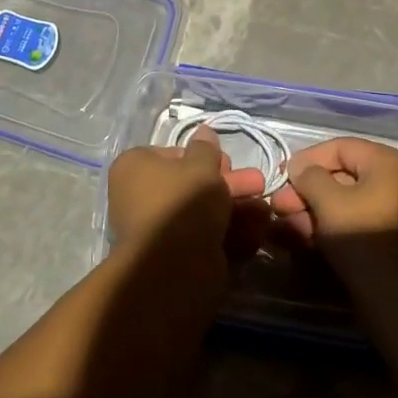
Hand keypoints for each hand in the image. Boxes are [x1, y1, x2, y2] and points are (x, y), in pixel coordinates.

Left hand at [107, 127, 269, 263]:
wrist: (174, 265)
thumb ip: (206, 148)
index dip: (203, 157)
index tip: (227, 162)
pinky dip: (229, 233)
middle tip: (257, 184)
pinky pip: (203, 237)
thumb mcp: (201, 164)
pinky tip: (256, 231)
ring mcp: (156, 230)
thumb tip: (203, 132)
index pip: (172, 154)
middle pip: (191, 185)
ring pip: (201, 212)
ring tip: (264, 209)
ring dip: (235, 208)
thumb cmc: (183, 200)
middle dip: (229, 184)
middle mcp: (139, 197)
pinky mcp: (173, 256)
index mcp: (134, 168)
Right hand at [271, 137, 397, 287]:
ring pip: (343, 200)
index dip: (307, 159)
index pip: (340, 148)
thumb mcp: (328, 201)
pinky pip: (352, 219)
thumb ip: (309, 176)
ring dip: (312, 209)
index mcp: (388, 162)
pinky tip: (302, 235)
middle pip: (341, 174)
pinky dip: (328, 224)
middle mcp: (395, 179)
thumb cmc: (363, 239)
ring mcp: (393, 208)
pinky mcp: (386, 235)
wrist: (397, 299)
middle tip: (279, 205)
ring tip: (285, 223)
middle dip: (306, 190)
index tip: (281, 176)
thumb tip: (299, 168)